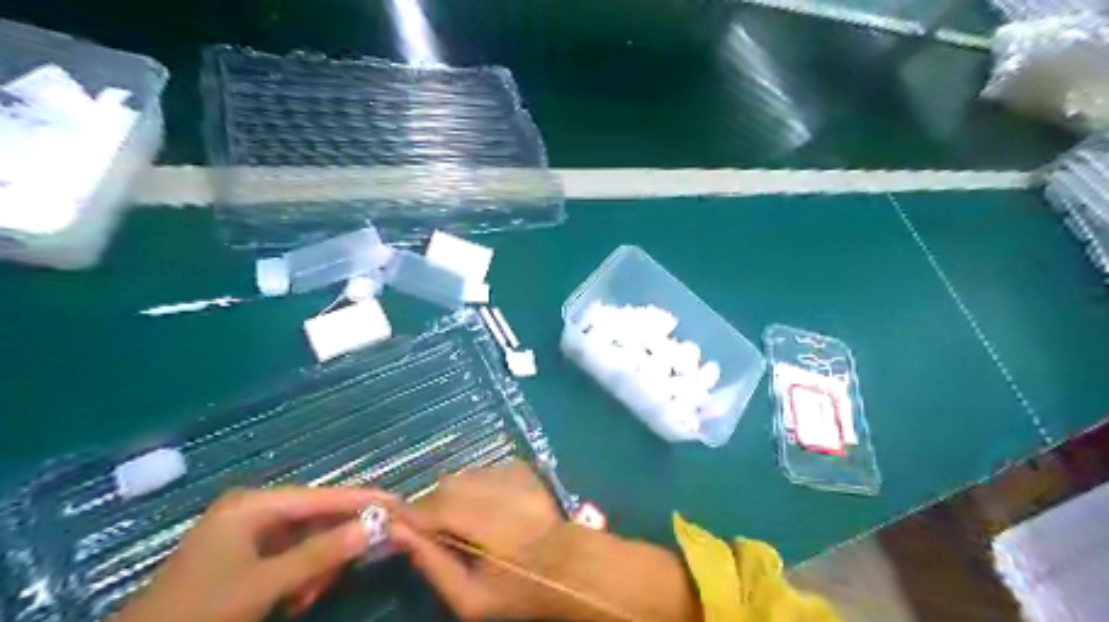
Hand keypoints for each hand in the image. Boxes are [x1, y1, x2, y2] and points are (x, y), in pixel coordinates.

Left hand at [114, 488, 392, 621]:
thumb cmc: (199, 612)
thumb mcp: (264, 585)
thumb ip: (321, 555)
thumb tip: (376, 528)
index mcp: (253, 504)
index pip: (323, 497)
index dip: (363, 501)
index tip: (400, 504)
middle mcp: (254, 509)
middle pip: (317, 517)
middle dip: (335, 545)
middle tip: (351, 569)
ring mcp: (249, 532)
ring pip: (307, 539)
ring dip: (317, 566)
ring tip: (309, 597)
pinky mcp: (247, 554)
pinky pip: (292, 555)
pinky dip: (302, 575)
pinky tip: (297, 598)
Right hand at [387, 459, 570, 618]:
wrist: (567, 564)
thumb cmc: (517, 588)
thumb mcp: (470, 598)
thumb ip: (433, 564)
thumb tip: (399, 533)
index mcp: (484, 522)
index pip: (432, 507)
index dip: (411, 516)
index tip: (398, 527)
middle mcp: (496, 489)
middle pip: (446, 485)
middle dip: (433, 506)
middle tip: (437, 531)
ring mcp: (511, 474)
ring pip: (465, 475)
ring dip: (456, 494)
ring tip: (466, 520)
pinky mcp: (521, 468)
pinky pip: (485, 470)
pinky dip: (477, 485)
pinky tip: (489, 507)